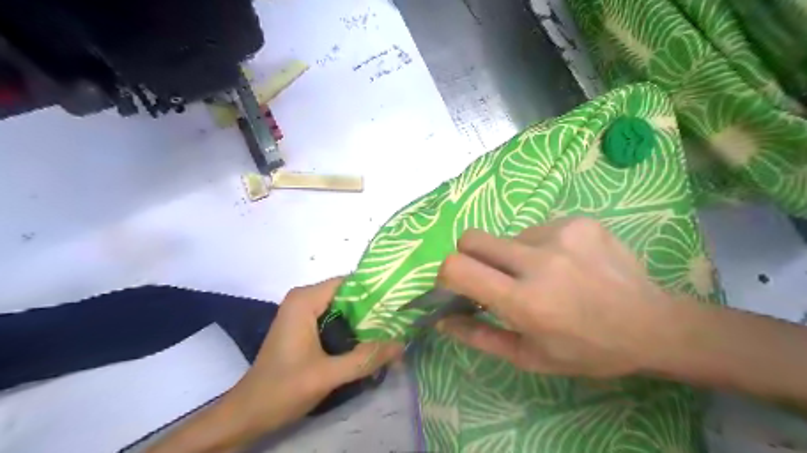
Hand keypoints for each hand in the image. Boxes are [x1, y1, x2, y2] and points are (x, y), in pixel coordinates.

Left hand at [226, 279, 403, 431]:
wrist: (248, 412)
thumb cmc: (283, 389)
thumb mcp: (328, 374)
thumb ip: (365, 358)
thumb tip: (402, 345)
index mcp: (305, 300)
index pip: (349, 282)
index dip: (374, 291)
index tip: (398, 303)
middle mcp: (303, 299)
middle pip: (347, 294)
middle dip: (373, 307)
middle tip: (399, 320)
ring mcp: (303, 312)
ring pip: (342, 307)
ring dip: (364, 320)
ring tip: (391, 330)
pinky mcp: (304, 326)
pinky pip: (335, 318)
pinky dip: (352, 328)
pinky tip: (369, 341)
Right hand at [438, 218, 672, 376]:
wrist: (653, 324)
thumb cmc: (587, 350)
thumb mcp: (529, 357)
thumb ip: (479, 336)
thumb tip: (441, 319)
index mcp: (525, 301)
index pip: (458, 267)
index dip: (446, 274)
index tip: (457, 286)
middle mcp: (540, 260)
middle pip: (472, 238)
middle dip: (470, 257)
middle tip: (493, 278)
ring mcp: (562, 233)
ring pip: (507, 237)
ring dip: (513, 257)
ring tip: (544, 277)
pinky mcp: (579, 221)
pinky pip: (536, 229)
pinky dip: (539, 247)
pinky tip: (566, 265)